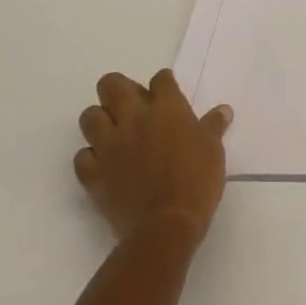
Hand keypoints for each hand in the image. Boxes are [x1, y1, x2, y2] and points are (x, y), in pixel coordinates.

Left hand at [75, 69, 231, 243]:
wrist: (166, 225)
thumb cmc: (197, 182)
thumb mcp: (214, 150)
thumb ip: (213, 126)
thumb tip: (223, 110)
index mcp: (167, 109)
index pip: (160, 79)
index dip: (163, 82)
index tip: (167, 91)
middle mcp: (134, 119)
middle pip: (112, 85)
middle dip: (119, 88)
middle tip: (131, 103)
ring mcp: (109, 146)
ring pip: (89, 116)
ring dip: (100, 119)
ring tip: (113, 130)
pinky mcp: (93, 174)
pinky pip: (82, 156)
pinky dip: (90, 156)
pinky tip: (103, 162)